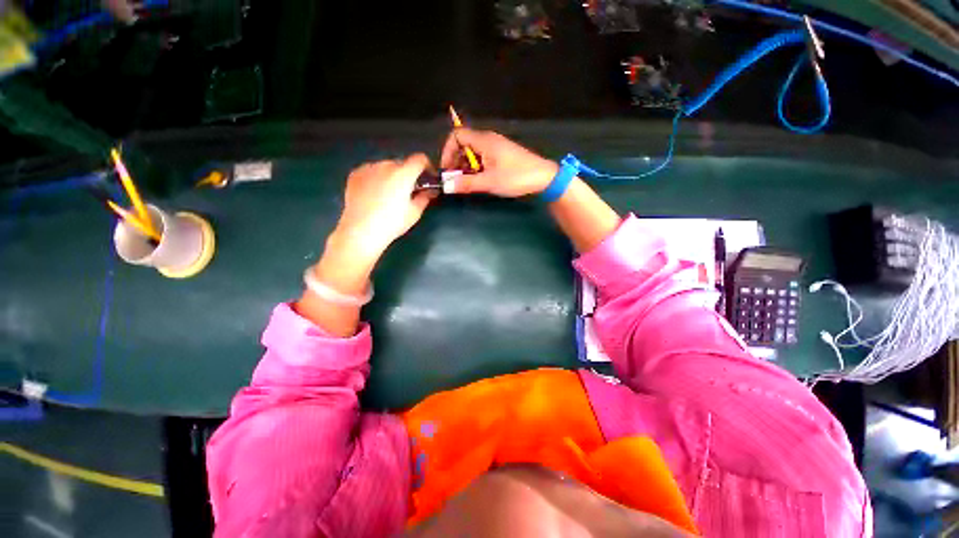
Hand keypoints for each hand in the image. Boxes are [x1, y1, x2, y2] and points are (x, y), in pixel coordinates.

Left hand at [332, 154, 435, 260]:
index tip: (428, 178)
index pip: (420, 159)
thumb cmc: (392, 223)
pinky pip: (371, 171)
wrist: (361, 231)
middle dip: (409, 174)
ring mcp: (368, 168)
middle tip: (409, 190)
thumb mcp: (414, 212)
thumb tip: (430, 191)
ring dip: (392, 175)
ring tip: (390, 193)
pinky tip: (375, 193)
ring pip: (386, 166)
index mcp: (403, 174)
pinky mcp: (355, 174)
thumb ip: (425, 197)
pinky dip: (377, 177)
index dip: (427, 166)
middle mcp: (385, 165)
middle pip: (402, 163)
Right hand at [440, 129, 558, 197]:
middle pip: (463, 144)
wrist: (543, 178)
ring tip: (466, 183)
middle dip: (455, 161)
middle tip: (455, 180)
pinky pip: (483, 157)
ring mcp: (496, 147)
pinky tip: (479, 180)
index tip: (446, 170)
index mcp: (484, 141)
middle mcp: (488, 139)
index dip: (447, 151)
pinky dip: (476, 167)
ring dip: (466, 166)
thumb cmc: (516, 177)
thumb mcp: (489, 182)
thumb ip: (467, 184)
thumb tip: (446, 186)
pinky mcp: (502, 155)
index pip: (457, 135)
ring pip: (473, 152)